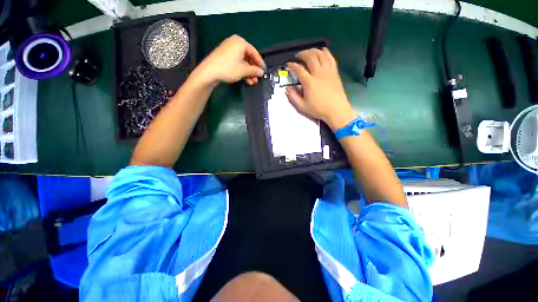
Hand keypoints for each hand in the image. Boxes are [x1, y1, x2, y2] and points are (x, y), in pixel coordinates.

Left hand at [193, 35, 264, 85]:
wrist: (209, 72)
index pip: (254, 52)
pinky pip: (236, 63)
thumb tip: (261, 72)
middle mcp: (234, 43)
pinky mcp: (224, 57)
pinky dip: (241, 71)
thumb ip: (254, 70)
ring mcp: (228, 50)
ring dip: (248, 72)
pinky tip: (246, 80)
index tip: (264, 70)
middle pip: (248, 57)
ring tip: (252, 82)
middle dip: (253, 69)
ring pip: (242, 62)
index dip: (260, 62)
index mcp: (240, 42)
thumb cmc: (229, 68)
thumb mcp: (244, 70)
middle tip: (257, 78)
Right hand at [286, 48, 357, 129]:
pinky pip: (331, 58)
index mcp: (309, 82)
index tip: (289, 64)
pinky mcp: (335, 72)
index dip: (292, 65)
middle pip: (310, 57)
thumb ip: (293, 97)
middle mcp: (318, 73)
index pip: (299, 69)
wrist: (336, 110)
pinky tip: (323, 51)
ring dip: (313, 51)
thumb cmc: (318, 109)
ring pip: (321, 55)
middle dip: (303, 54)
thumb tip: (287, 88)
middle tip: (298, 56)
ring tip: (309, 52)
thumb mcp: (302, 106)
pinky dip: (326, 52)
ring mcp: (328, 71)